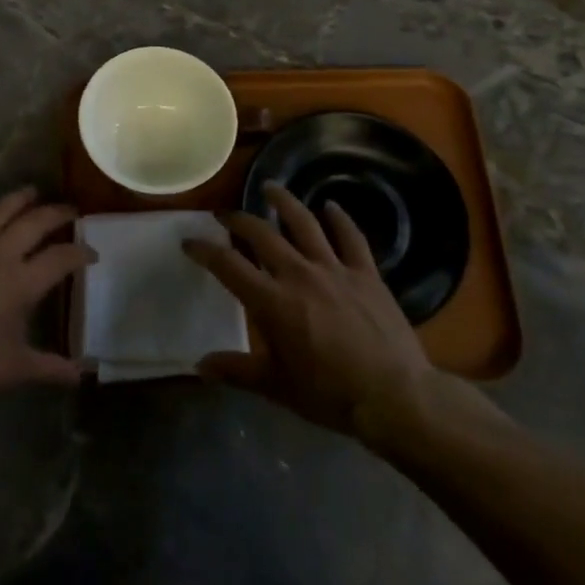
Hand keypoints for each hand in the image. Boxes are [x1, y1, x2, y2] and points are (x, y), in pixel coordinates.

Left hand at [0, 188, 88, 403]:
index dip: (81, 253)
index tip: (92, 253)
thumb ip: (51, 368)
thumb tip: (83, 374)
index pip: (61, 259)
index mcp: (21, 282)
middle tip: (70, 211)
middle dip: (55, 215)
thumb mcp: (14, 369)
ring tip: (31, 191)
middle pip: (33, 224)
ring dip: (15, 200)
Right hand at [184, 184, 450, 447]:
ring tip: (270, 187)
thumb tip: (199, 365)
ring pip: (304, 224)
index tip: (189, 242)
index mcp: (272, 302)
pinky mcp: (366, 274)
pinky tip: (331, 206)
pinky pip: (351, 237)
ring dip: (284, 202)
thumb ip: (236, 371)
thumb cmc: (330, 395)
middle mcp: (298, 275)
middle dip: (238, 221)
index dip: (204, 250)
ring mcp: (335, 270)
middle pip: (262, 234)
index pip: (227, 265)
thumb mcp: (276, 387)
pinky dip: (340, 219)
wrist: (395, 397)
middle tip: (225, 214)